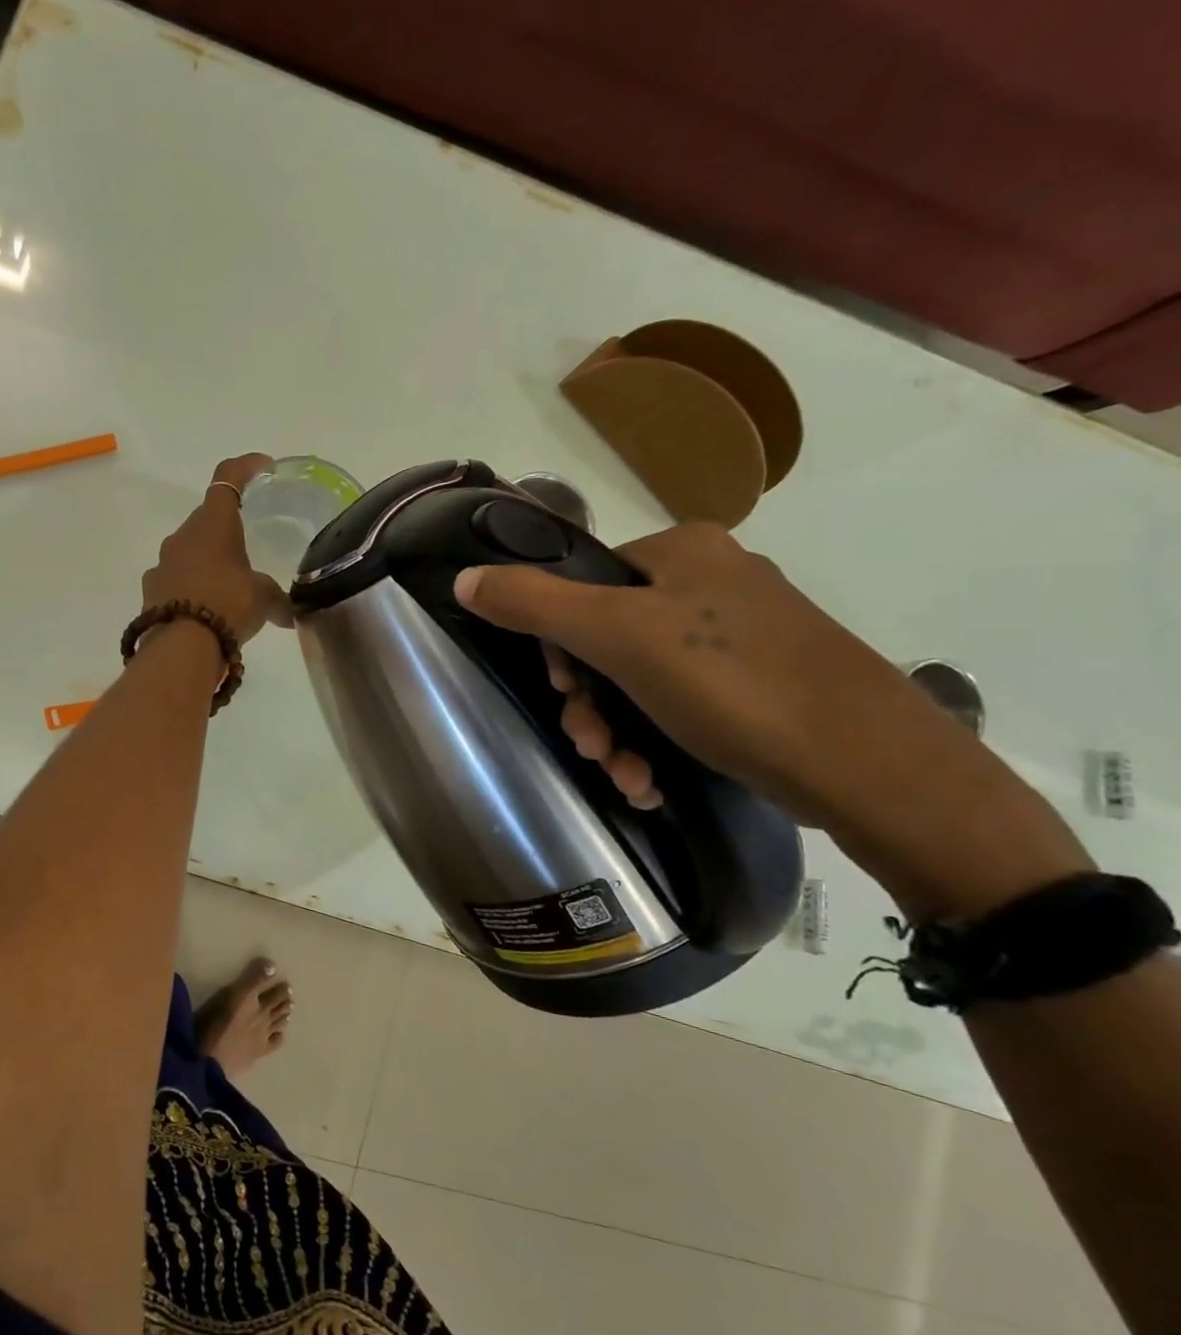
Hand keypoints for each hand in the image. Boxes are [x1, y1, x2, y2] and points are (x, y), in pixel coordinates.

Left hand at [143, 454, 292, 643]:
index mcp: (214, 523)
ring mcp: (162, 563)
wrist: (181, 646)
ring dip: (207, 561)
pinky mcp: (151, 590)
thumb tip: (290, 616)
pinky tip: (204, 610)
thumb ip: (277, 600)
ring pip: (188, 551)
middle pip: (206, 518)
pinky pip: (175, 580)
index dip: (246, 467)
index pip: (228, 477)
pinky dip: (191, 587)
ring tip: (226, 586)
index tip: (263, 466)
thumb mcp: (263, 600)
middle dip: (226, 528)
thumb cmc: (228, 605)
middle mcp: (183, 535)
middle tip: (247, 546)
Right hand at [454, 523, 1089, 919]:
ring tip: (624, 775)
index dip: (557, 642)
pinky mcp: (760, 685)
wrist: (869, 767)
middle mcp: (712, 582)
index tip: (561, 690)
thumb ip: (534, 604)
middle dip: (588, 702)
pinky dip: (655, 742)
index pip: (582, 583)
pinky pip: (680, 704)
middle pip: (607, 638)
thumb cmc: (732, 683)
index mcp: (682, 552)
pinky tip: (650, 781)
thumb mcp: (618, 637)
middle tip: (588, 744)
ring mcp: (741, 635)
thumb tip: (464, 578)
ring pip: (640, 680)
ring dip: (616, 732)